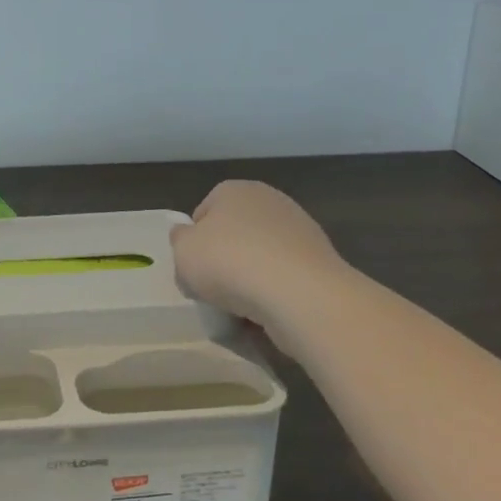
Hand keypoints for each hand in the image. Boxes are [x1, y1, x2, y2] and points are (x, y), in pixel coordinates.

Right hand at [170, 180, 344, 326]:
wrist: (299, 294)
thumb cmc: (230, 263)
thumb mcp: (183, 251)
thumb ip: (179, 239)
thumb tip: (186, 234)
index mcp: (235, 190)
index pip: (203, 212)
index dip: (193, 241)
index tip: (192, 267)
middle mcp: (270, 200)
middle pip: (234, 233)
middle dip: (224, 258)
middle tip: (213, 287)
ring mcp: (300, 230)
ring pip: (260, 256)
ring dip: (250, 277)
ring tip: (240, 306)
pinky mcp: (320, 260)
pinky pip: (284, 276)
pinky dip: (274, 291)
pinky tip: (268, 310)